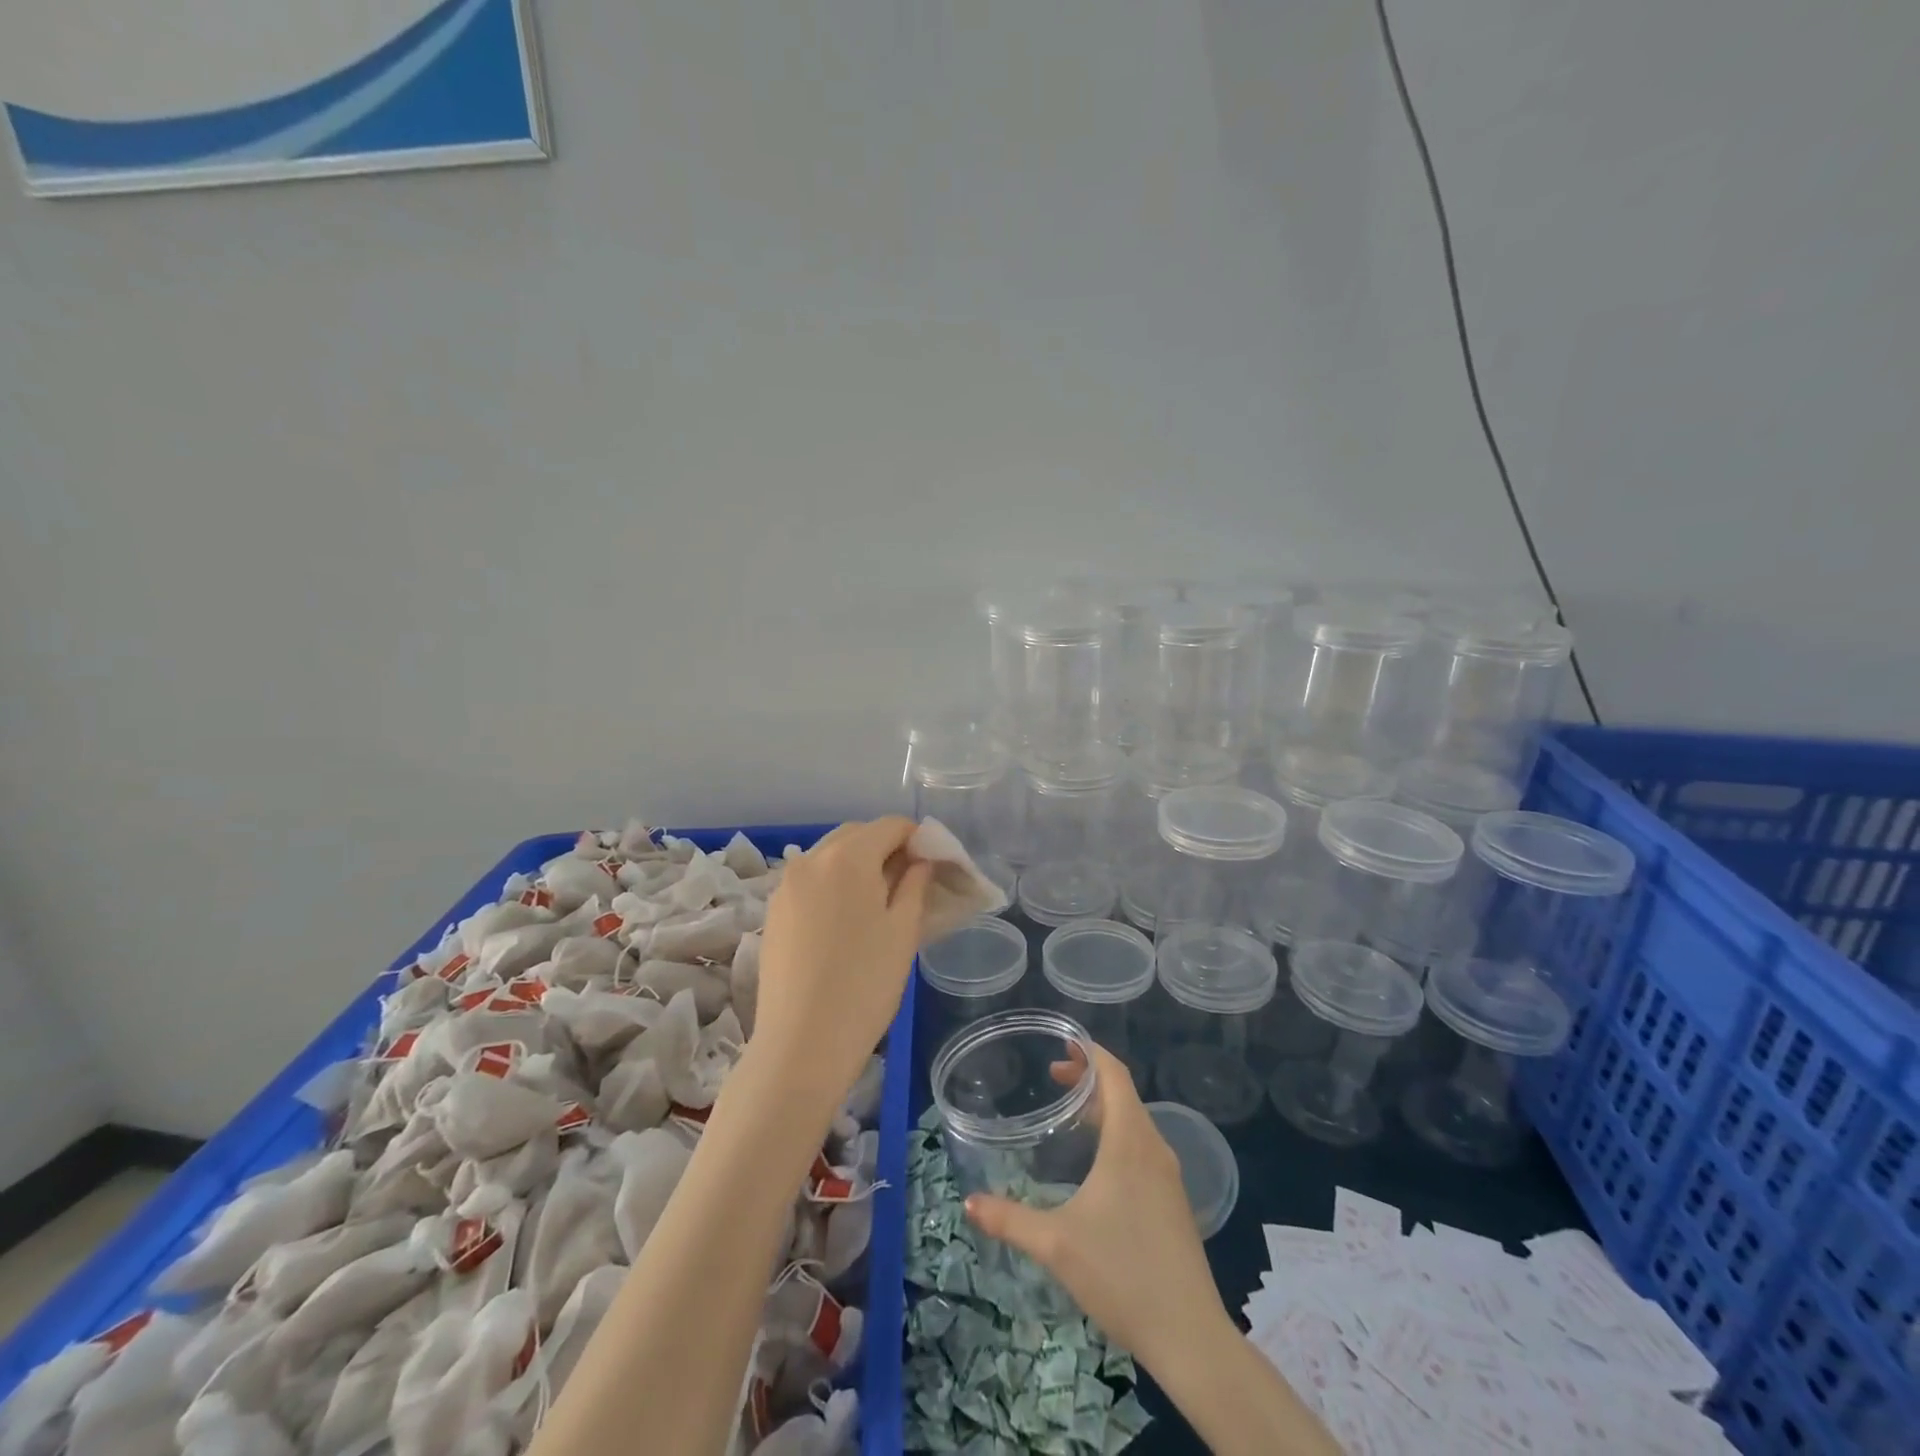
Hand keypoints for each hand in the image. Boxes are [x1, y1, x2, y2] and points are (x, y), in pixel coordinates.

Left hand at [752, 817, 931, 1104]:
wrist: (802, 1044)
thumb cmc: (866, 984)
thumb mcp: (903, 930)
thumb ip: (915, 883)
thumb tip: (920, 860)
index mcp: (847, 857)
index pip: (890, 826)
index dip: (917, 838)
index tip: (933, 865)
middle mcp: (810, 859)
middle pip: (856, 835)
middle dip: (885, 847)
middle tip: (909, 883)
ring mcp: (785, 886)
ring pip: (829, 856)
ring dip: (857, 865)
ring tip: (877, 903)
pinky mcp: (773, 912)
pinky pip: (810, 881)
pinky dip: (832, 885)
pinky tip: (845, 922)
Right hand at [965, 1044, 1227, 1367]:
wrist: (1190, 1336)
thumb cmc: (1122, 1274)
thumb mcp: (1056, 1244)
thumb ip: (1010, 1220)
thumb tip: (969, 1203)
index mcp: (1130, 1141)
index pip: (1115, 1074)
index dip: (1090, 1052)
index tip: (1062, 1044)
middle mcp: (1153, 1147)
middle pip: (1123, 1093)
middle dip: (1089, 1078)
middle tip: (1052, 1077)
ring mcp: (1167, 1176)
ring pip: (1134, 1121)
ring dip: (1103, 1107)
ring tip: (1069, 1114)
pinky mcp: (1172, 1201)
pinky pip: (1142, 1146)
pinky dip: (1116, 1134)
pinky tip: (1095, 1163)